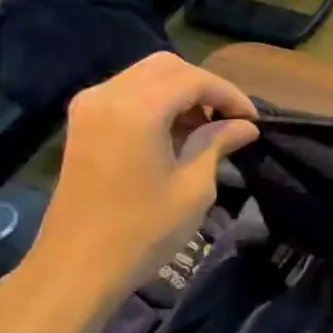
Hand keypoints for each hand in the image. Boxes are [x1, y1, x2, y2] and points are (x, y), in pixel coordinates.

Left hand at [25, 53, 259, 296]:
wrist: (78, 265)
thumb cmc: (143, 229)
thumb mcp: (193, 186)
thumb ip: (217, 144)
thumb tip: (245, 126)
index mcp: (136, 109)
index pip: (194, 80)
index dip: (229, 95)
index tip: (254, 121)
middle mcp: (108, 95)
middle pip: (167, 67)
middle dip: (205, 87)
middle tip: (231, 119)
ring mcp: (89, 107)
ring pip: (146, 76)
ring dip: (181, 93)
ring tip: (207, 127)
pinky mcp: (83, 123)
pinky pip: (127, 93)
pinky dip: (157, 102)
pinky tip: (176, 132)